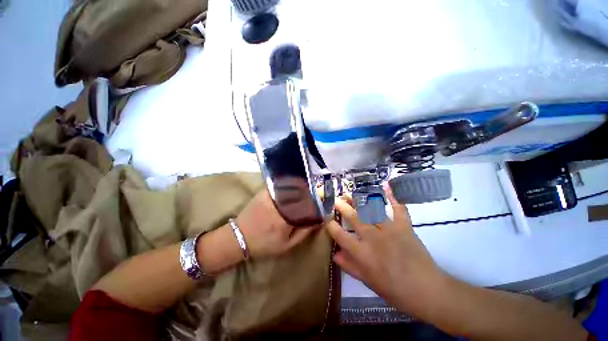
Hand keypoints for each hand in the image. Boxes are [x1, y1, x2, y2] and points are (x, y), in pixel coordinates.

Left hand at [236, 189, 317, 258]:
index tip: (324, 201)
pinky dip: (290, 184)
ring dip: (303, 187)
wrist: (239, 237)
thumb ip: (304, 232)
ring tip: (310, 188)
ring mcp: (272, 196)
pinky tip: (295, 185)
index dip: (318, 202)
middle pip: (302, 194)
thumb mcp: (287, 245)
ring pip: (292, 187)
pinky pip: (281, 185)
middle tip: (319, 192)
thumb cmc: (264, 244)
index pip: (308, 207)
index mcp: (287, 219)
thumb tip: (318, 220)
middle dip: (313, 192)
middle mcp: (280, 205)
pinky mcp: (265, 192)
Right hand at [325, 184, 445, 317]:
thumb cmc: (394, 290)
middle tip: (335, 199)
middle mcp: (373, 237)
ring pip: (370, 209)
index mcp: (362, 253)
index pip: (340, 235)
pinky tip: (386, 185)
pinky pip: (398, 208)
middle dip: (342, 206)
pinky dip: (393, 196)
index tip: (327, 218)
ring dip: (358, 200)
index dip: (331, 225)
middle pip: (353, 217)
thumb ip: (350, 266)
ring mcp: (389, 229)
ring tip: (350, 194)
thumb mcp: (368, 281)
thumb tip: (334, 253)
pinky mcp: (404, 226)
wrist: (426, 290)